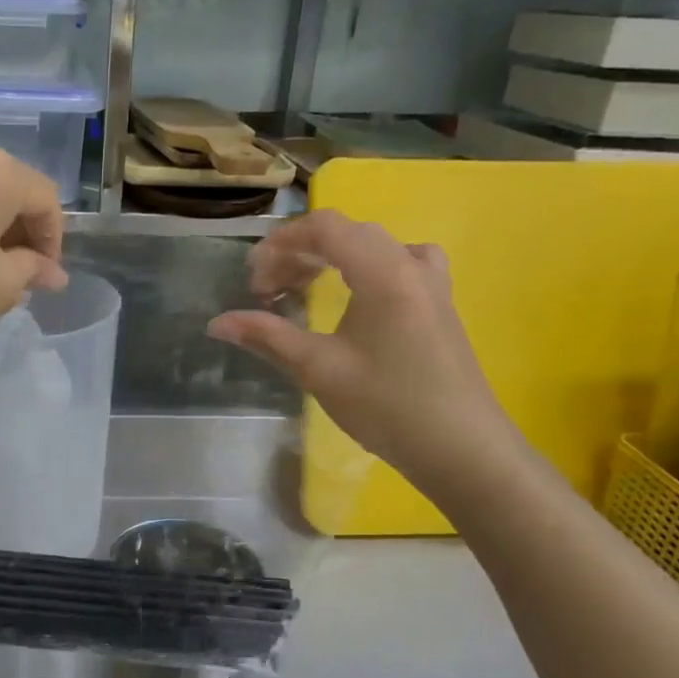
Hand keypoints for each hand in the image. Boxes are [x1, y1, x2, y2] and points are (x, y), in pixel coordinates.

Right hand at [207, 211, 520, 496]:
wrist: (462, 449)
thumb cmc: (387, 406)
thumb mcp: (319, 369)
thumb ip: (267, 337)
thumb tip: (216, 323)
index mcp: (384, 271)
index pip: (325, 227)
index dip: (281, 243)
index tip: (253, 279)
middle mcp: (411, 264)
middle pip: (347, 234)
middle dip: (299, 255)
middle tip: (268, 293)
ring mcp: (432, 284)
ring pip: (372, 247)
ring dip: (330, 260)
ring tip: (303, 291)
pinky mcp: (438, 305)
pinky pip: (396, 264)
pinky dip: (362, 270)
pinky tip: (355, 299)